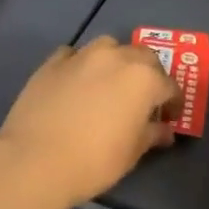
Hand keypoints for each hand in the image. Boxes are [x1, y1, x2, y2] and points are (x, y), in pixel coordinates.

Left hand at [0, 37, 178, 208]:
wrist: (35, 160)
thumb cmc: (94, 161)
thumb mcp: (131, 153)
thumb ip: (151, 135)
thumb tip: (164, 130)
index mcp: (143, 78)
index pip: (169, 85)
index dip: (173, 102)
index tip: (169, 118)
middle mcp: (116, 57)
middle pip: (142, 56)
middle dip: (148, 74)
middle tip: (143, 98)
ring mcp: (82, 56)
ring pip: (108, 47)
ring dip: (116, 60)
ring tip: (110, 83)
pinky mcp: (52, 62)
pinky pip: (74, 55)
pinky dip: (80, 64)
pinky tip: (76, 82)